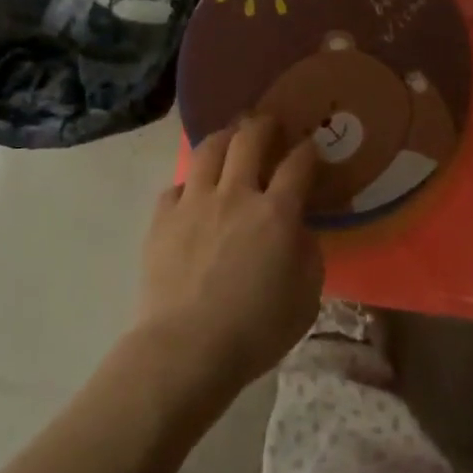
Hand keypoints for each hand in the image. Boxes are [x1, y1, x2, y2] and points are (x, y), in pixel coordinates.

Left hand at [132, 115, 321, 399]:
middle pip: (250, 139)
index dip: (308, 149)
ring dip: (225, 136)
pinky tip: (195, 190)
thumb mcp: (306, 297)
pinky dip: (191, 182)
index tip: (310, 147)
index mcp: (276, 213)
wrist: (186, 349)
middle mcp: (236, 195)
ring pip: (209, 149)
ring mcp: (194, 202)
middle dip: (264, 124)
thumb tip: (298, 230)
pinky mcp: (162, 218)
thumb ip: (308, 254)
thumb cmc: (255, 330)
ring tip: (231, 137)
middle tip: (270, 123)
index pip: (298, 163)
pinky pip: (178, 184)